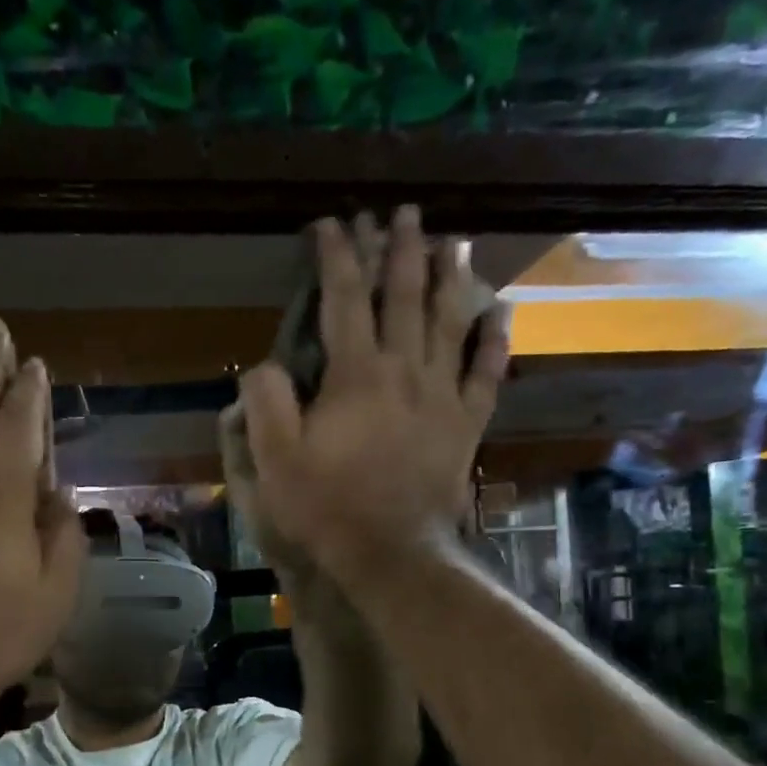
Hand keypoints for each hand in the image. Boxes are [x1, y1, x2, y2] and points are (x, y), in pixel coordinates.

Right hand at [237, 206, 507, 582]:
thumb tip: (267, 364)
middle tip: (403, 214)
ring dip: (451, 277)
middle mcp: (404, 369)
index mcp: (354, 374)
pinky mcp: (467, 422)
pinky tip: (500, 312)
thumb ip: (266, 404)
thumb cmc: (327, 507)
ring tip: (453, 242)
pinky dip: (494, 339)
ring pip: (450, 321)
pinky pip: (487, 372)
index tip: (334, 223)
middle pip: (404, 295)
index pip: (344, 297)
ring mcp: (442, 394)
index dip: (338, 255)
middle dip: (400, 248)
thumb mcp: (275, 460)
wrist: (391, 551)